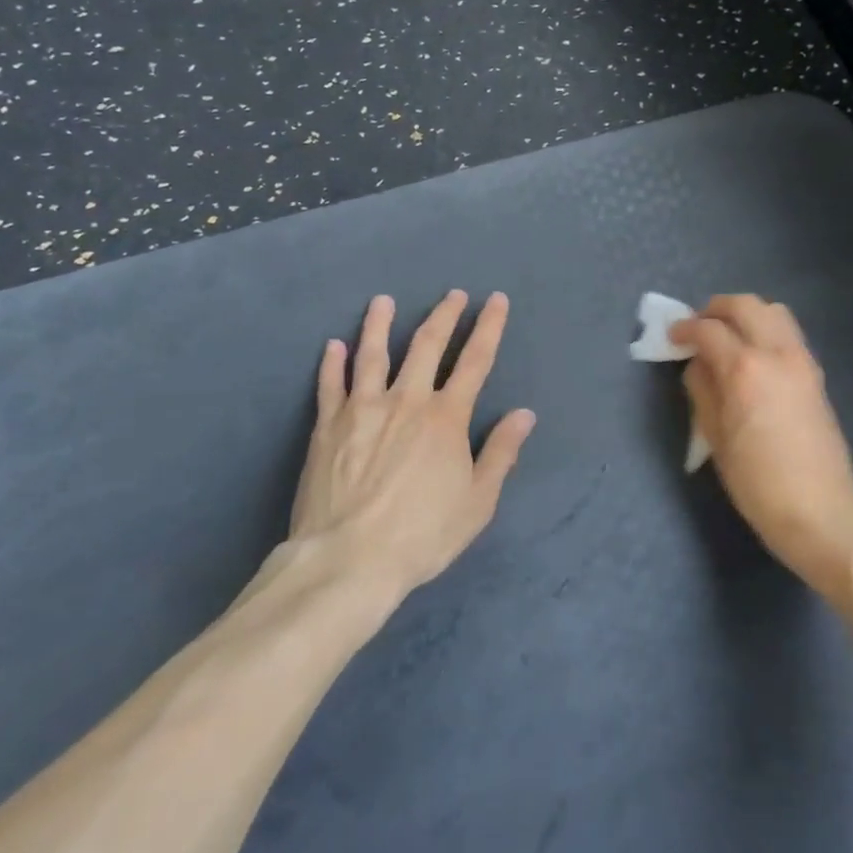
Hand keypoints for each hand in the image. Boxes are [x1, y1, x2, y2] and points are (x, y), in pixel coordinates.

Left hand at [287, 291, 535, 597]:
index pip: (475, 361)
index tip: (496, 300)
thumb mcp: (477, 501)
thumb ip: (501, 453)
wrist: (349, 558)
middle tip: (453, 294)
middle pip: (427, 346)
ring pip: (373, 354)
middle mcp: (407, 401)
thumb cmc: (422, 534)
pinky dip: (332, 363)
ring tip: (383, 301)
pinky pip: (331, 385)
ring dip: (379, 324)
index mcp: (447, 418)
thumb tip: (524, 415)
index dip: (489, 327)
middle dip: (444, 316)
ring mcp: (363, 409)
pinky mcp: (328, 425)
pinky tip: (333, 345)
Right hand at [673, 294, 852, 583]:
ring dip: (746, 314)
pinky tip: (753, 356)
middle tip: (698, 327)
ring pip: (774, 311)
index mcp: (745, 368)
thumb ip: (702, 390)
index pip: (709, 330)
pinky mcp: (816, 374)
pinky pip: (788, 333)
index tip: (672, 336)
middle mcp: (776, 352)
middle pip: (746, 305)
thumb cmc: (757, 481)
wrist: (819, 510)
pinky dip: (766, 330)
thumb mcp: (715, 438)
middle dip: (716, 309)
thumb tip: (698, 364)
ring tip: (727, 336)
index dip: (685, 328)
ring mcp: (802, 360)